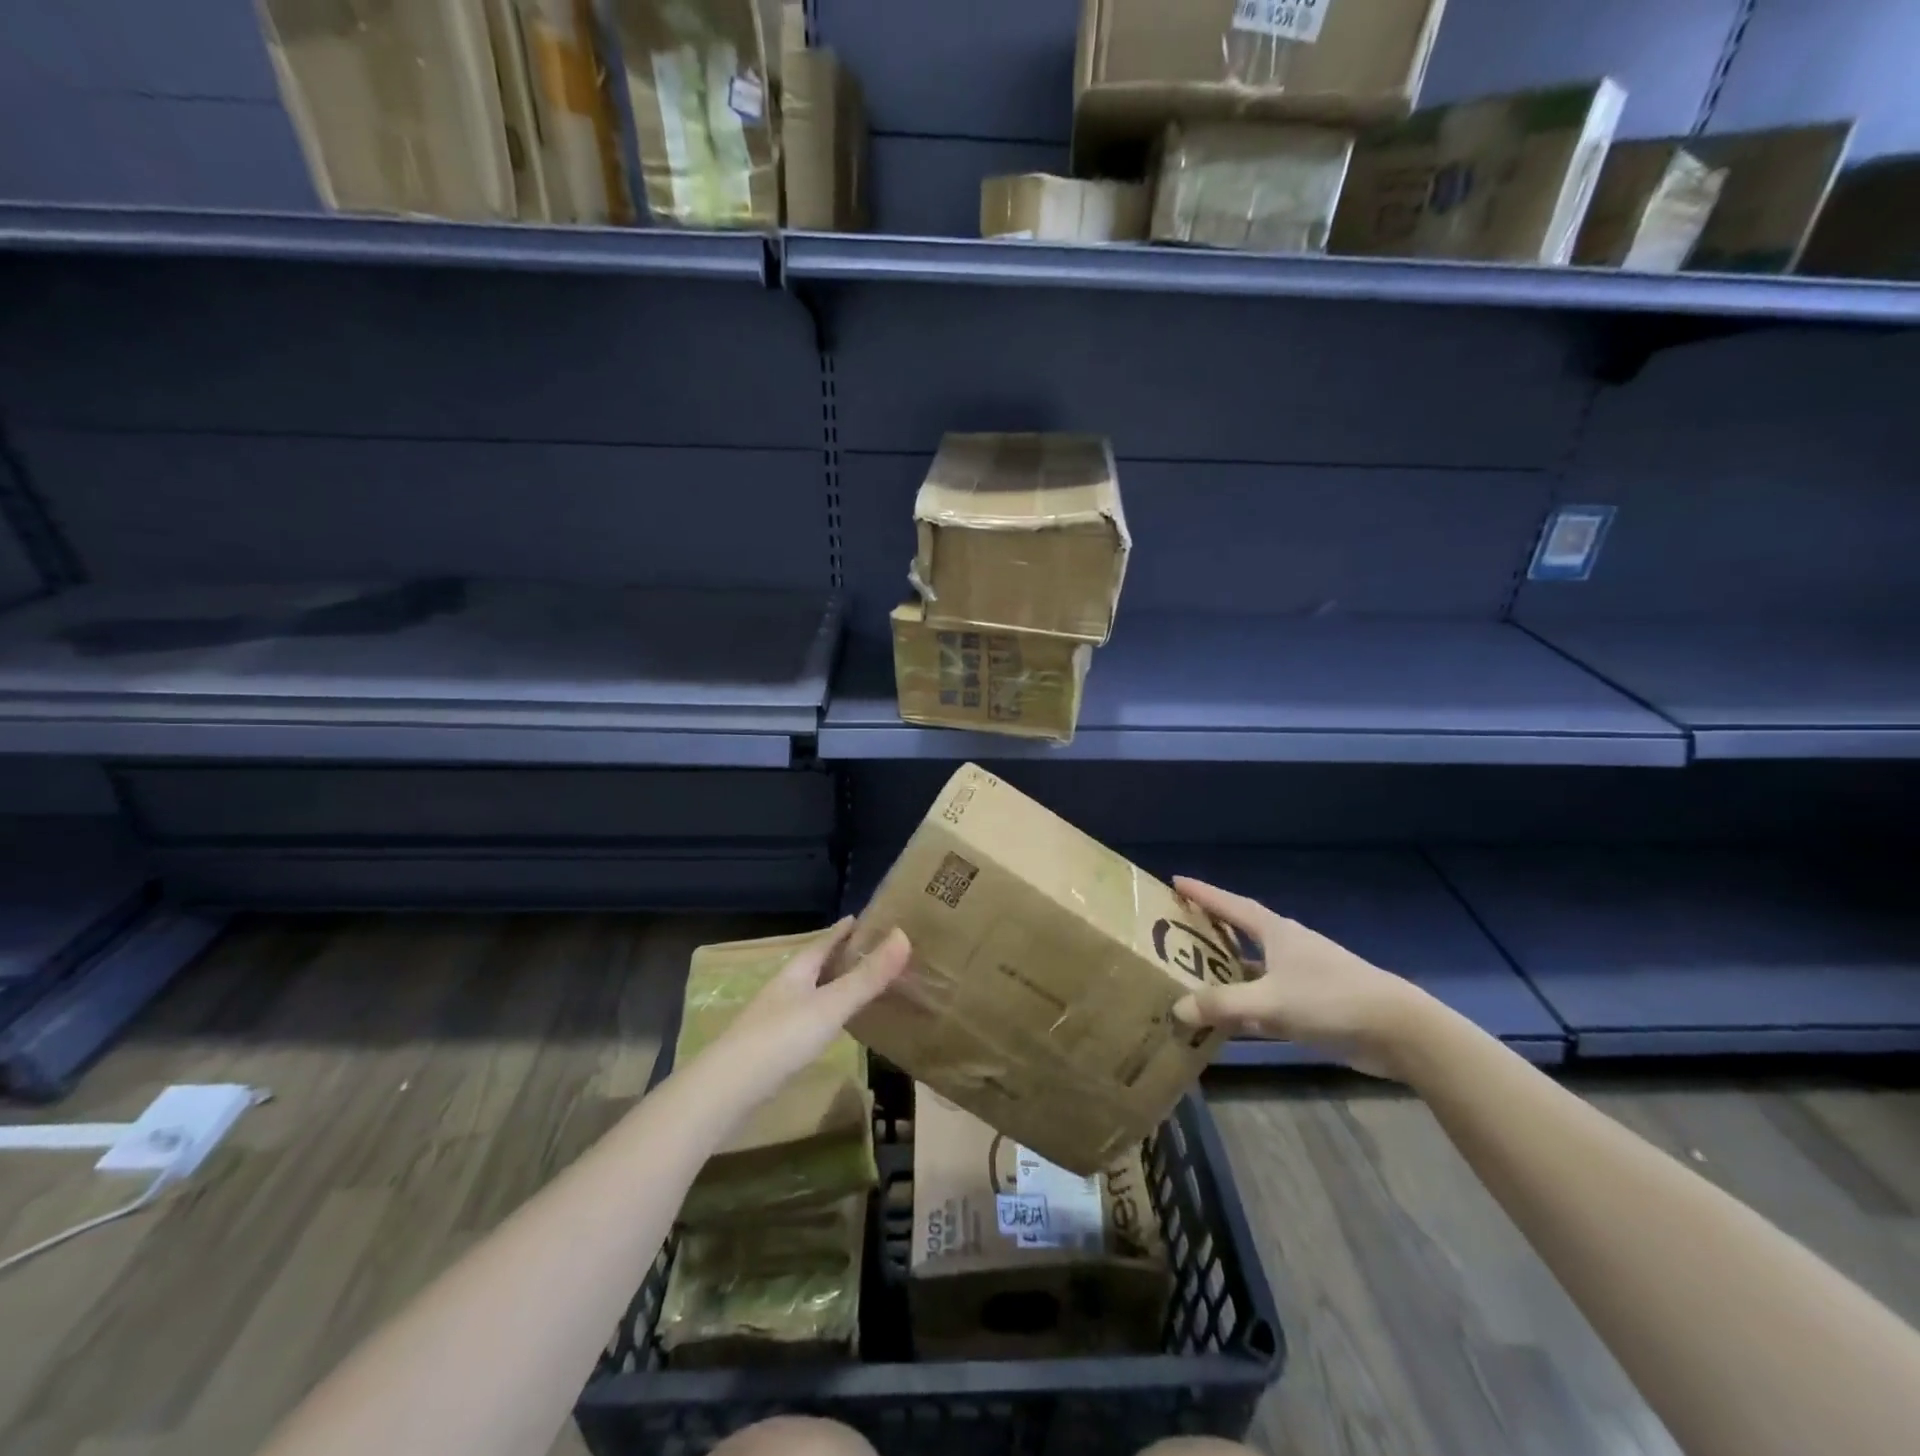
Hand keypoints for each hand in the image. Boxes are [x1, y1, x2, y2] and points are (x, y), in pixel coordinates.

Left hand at [706, 918, 910, 1099]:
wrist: (726, 1090)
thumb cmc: (781, 1038)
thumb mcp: (831, 1005)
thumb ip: (867, 976)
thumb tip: (904, 935)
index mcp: (796, 972)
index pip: (822, 942)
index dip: (841, 930)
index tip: (859, 918)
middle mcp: (783, 989)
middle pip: (813, 966)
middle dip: (837, 956)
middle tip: (866, 950)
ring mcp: (773, 1019)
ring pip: (808, 993)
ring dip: (829, 986)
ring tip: (854, 986)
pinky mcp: (770, 1048)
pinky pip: (804, 1019)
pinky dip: (822, 1014)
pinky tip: (829, 1027)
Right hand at [1170, 877, 1428, 1078]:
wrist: (1399, 1031)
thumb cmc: (1330, 1000)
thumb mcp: (1270, 1003)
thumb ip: (1222, 1006)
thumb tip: (1177, 1008)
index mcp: (1277, 933)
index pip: (1231, 905)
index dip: (1203, 893)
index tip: (1176, 881)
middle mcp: (1288, 948)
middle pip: (1241, 933)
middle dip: (1211, 932)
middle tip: (1175, 932)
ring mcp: (1303, 976)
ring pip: (1254, 969)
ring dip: (1227, 972)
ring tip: (1193, 978)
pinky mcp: (1314, 1003)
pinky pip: (1267, 998)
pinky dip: (1246, 1005)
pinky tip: (1229, 1021)